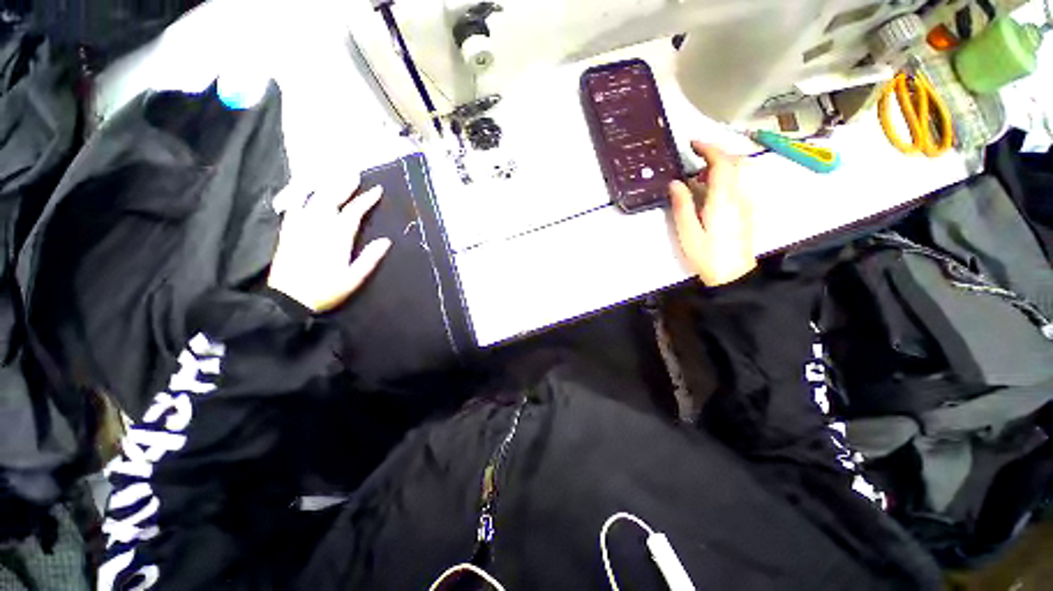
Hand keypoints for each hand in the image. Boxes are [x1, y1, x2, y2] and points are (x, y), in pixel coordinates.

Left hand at [267, 183, 391, 312]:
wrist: (288, 299)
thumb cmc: (325, 290)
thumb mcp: (353, 279)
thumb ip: (369, 259)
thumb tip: (386, 241)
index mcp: (337, 239)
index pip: (353, 213)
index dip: (365, 200)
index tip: (377, 190)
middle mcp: (318, 227)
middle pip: (331, 200)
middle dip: (344, 185)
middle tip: (354, 173)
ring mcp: (300, 227)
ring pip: (312, 199)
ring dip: (324, 185)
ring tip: (333, 175)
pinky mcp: (288, 232)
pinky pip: (292, 207)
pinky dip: (298, 195)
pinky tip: (303, 188)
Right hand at [668, 141, 756, 286]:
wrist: (733, 275)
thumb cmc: (707, 255)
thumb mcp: (688, 232)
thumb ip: (682, 205)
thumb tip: (675, 183)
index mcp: (723, 200)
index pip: (722, 163)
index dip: (708, 149)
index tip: (693, 143)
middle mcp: (739, 196)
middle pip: (734, 163)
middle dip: (715, 155)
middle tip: (694, 160)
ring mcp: (745, 203)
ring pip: (738, 173)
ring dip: (719, 168)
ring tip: (697, 180)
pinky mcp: (746, 211)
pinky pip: (737, 185)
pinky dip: (723, 180)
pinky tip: (708, 195)